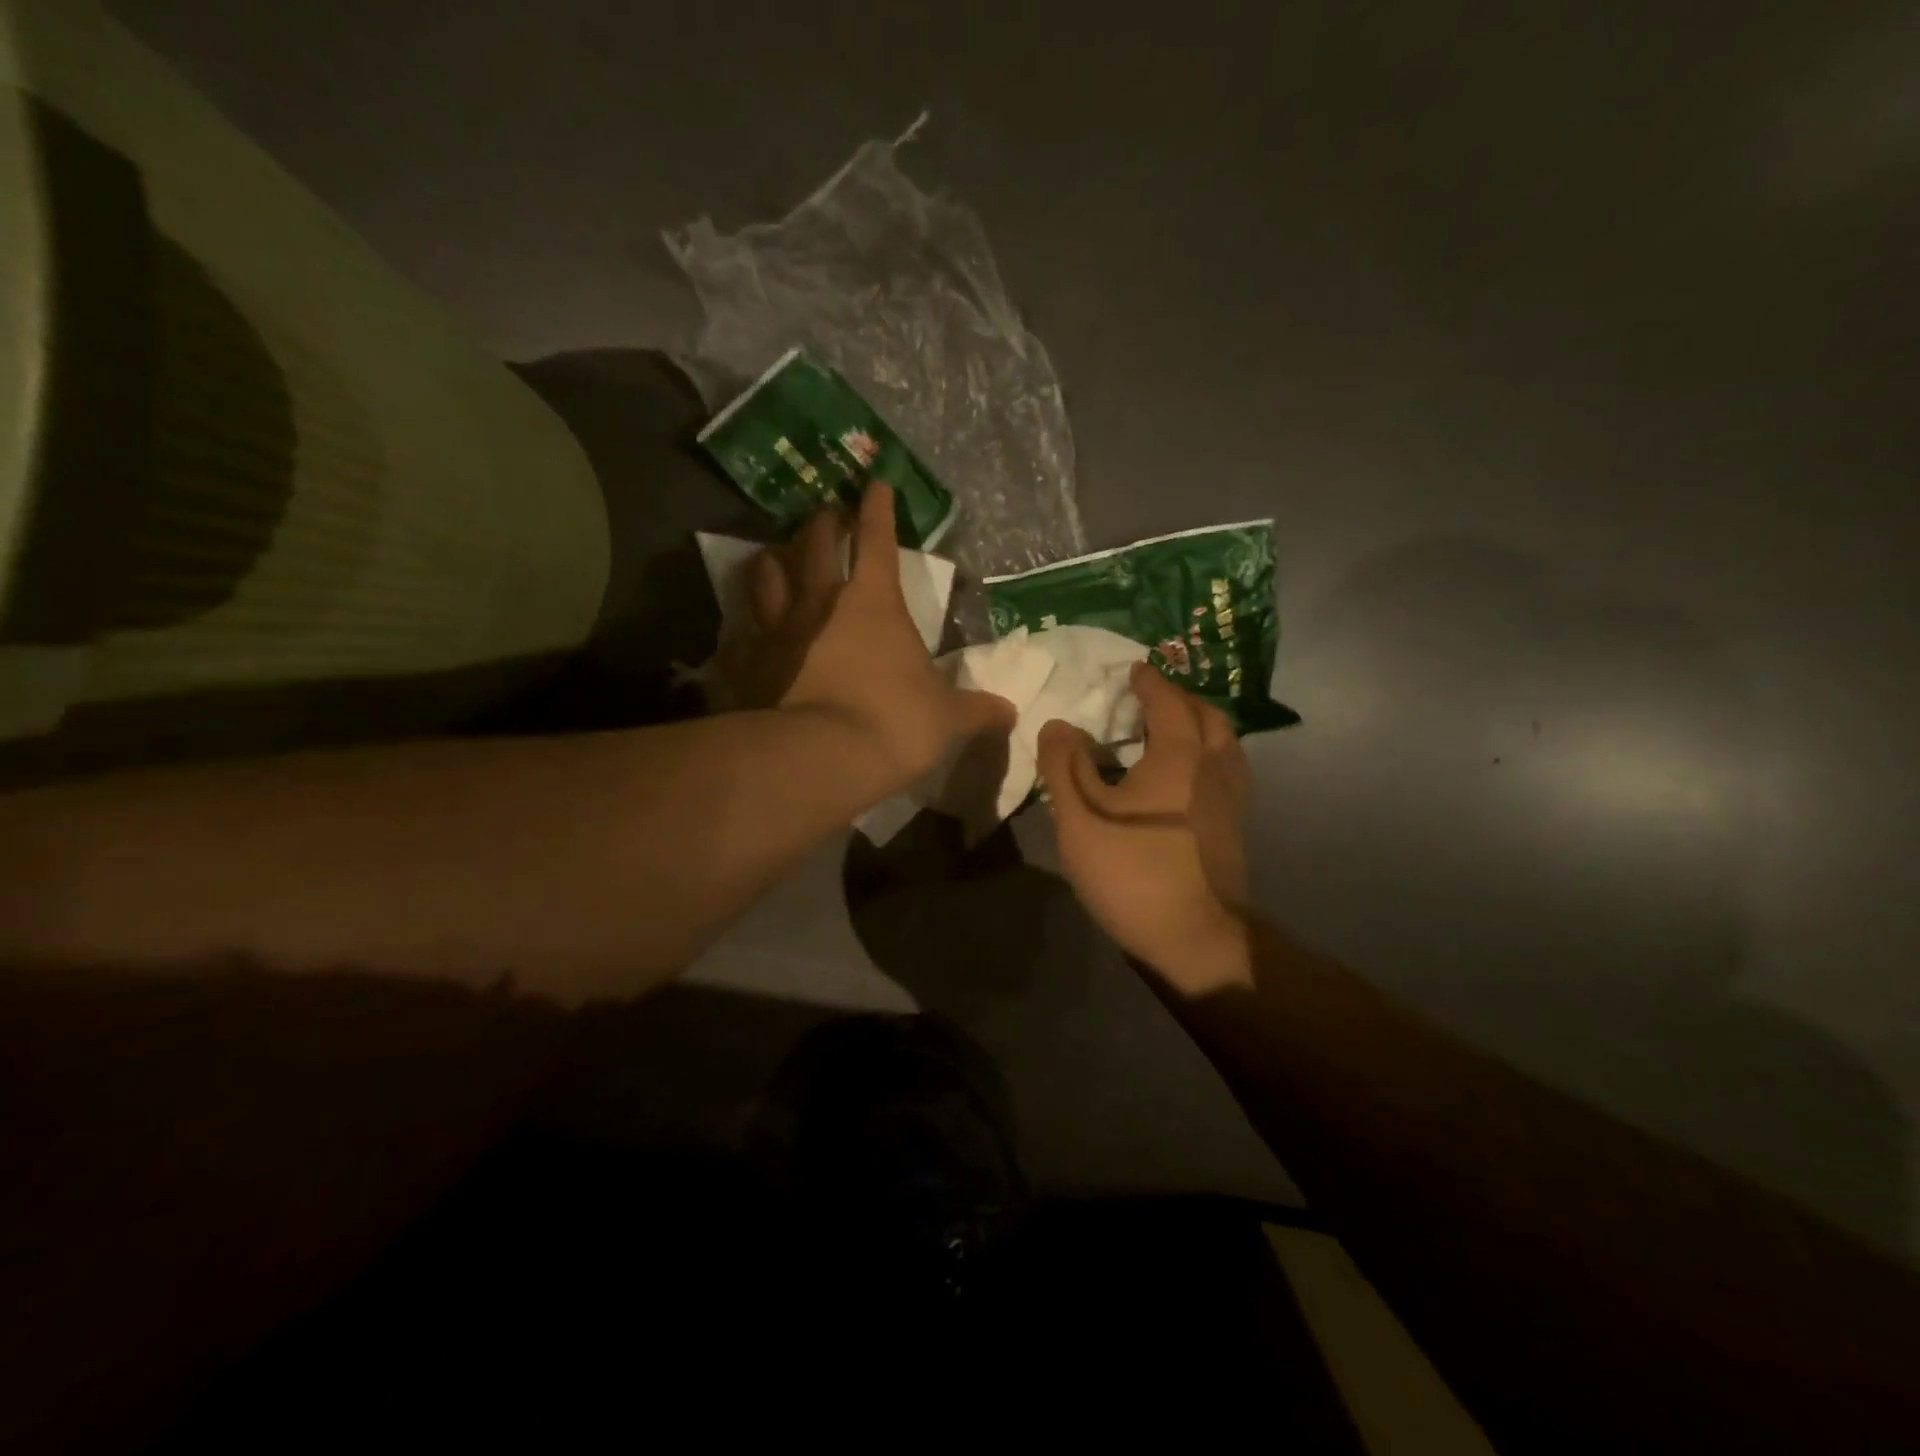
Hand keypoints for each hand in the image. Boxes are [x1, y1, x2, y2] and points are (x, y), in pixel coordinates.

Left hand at [720, 483, 1013, 796]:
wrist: (823, 758)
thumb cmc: (894, 724)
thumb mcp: (947, 719)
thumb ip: (977, 711)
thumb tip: (1009, 713)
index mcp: (873, 603)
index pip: (876, 540)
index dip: (877, 509)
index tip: (875, 483)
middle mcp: (820, 604)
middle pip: (812, 543)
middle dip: (821, 523)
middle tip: (825, 517)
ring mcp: (777, 631)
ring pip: (765, 575)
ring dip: (773, 560)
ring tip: (777, 559)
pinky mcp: (746, 664)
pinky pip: (740, 633)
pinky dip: (746, 627)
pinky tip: (747, 632)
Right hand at [1037, 664, 1254, 995]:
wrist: (1194, 939)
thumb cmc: (1133, 870)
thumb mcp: (1080, 817)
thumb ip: (1064, 765)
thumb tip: (1058, 725)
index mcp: (1180, 755)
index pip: (1168, 702)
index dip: (1151, 682)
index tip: (1135, 670)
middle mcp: (1214, 768)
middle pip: (1209, 717)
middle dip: (1182, 700)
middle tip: (1153, 699)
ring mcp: (1231, 802)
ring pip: (1226, 745)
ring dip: (1201, 727)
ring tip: (1170, 733)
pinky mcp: (1234, 830)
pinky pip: (1227, 772)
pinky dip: (1209, 756)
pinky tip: (1184, 780)